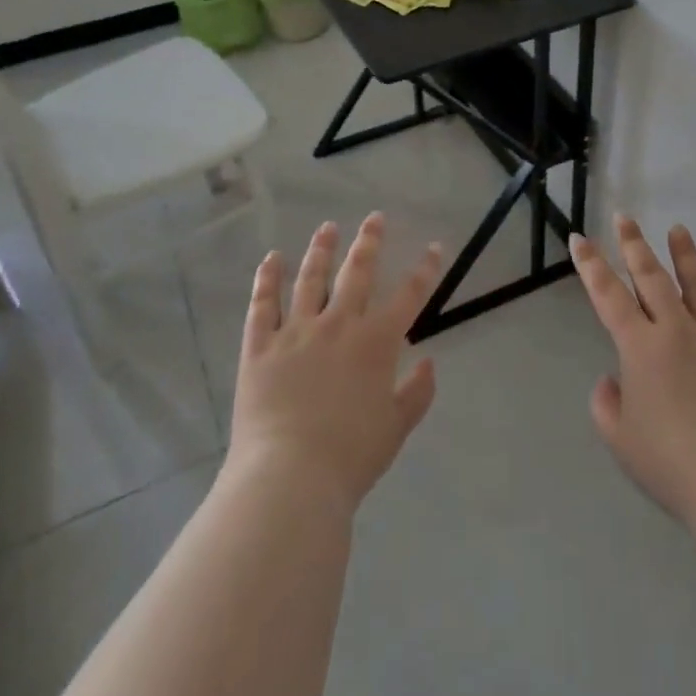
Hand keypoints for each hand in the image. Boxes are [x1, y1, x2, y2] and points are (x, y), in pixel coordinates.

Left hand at [224, 213, 441, 514]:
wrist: (290, 476)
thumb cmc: (351, 456)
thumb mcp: (396, 428)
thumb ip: (417, 393)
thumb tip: (428, 362)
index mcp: (376, 343)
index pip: (409, 296)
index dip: (425, 270)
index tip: (434, 247)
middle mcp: (338, 325)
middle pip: (357, 273)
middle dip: (369, 242)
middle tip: (374, 218)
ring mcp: (296, 331)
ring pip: (310, 278)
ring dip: (321, 249)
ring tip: (327, 227)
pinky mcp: (261, 346)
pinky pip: (263, 304)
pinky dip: (268, 279)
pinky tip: (272, 259)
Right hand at [572, 215, 695, 526]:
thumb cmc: (674, 464)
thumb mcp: (621, 441)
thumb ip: (606, 405)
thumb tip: (612, 380)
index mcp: (641, 348)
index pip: (608, 296)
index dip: (591, 265)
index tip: (579, 238)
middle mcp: (678, 331)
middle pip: (652, 278)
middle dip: (635, 246)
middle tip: (625, 218)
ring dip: (685, 254)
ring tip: (677, 229)